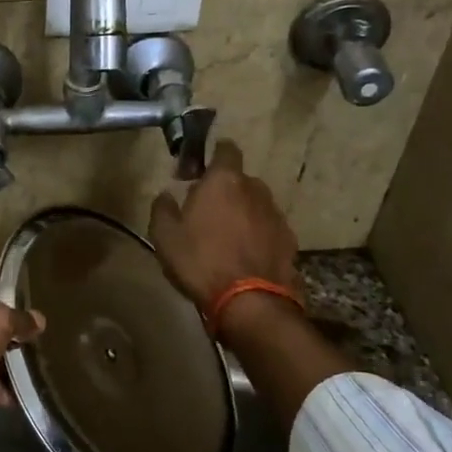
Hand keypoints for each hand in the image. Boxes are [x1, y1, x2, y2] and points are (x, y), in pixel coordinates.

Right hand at [148, 139, 302, 315]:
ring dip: (242, 214)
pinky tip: (244, 256)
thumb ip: (162, 209)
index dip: (214, 155)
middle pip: (240, 180)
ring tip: (226, 238)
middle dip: (225, 190)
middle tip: (206, 212)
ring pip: (255, 205)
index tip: (199, 171)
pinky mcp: (289, 240)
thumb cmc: (201, 261)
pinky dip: (257, 235)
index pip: (226, 149)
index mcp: (224, 181)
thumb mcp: (165, 236)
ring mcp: (276, 215)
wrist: (250, 302)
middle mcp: (255, 189)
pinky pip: (267, 229)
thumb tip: (166, 195)